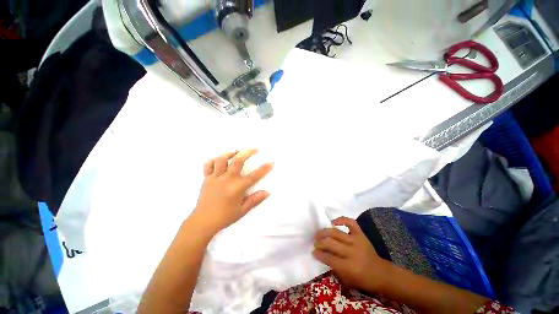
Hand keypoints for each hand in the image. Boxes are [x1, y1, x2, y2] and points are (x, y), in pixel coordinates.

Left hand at [191, 149, 273, 236]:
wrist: (202, 222)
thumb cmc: (224, 217)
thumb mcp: (242, 211)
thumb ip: (255, 200)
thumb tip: (267, 192)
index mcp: (237, 188)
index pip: (254, 176)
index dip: (264, 168)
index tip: (271, 162)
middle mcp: (227, 180)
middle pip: (237, 161)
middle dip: (247, 152)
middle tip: (254, 149)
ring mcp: (215, 178)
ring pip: (222, 159)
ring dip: (230, 153)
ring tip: (237, 151)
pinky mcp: (206, 178)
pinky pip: (208, 165)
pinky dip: (214, 160)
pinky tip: (220, 160)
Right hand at [312, 217, 391, 293]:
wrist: (381, 273)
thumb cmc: (362, 279)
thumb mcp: (346, 279)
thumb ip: (333, 267)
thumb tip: (321, 255)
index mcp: (348, 266)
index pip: (328, 257)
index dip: (318, 254)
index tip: (313, 252)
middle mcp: (351, 251)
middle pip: (330, 243)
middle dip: (319, 242)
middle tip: (315, 242)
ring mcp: (356, 240)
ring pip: (336, 232)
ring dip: (324, 232)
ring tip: (319, 233)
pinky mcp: (360, 234)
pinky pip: (350, 222)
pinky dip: (341, 219)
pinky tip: (334, 222)